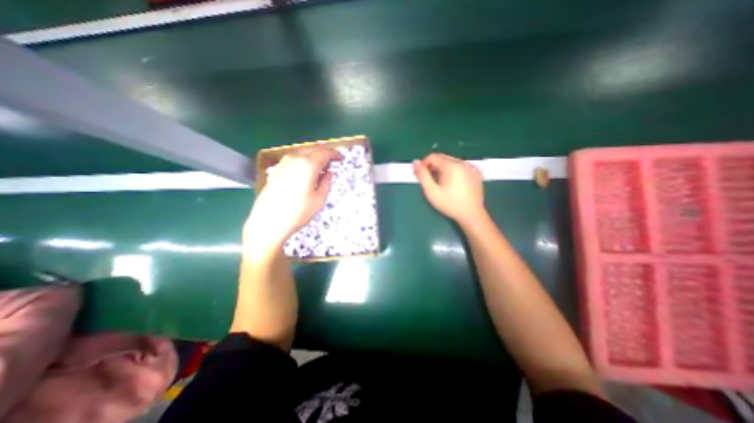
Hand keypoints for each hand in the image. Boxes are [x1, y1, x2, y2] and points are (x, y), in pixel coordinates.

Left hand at [244, 149, 341, 253]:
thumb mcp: (319, 199)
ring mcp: (283, 163)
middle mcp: (295, 159)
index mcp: (308, 165)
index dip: (334, 154)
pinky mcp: (277, 169)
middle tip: (332, 162)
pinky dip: (304, 161)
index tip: (341, 158)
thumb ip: (326, 182)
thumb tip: (328, 173)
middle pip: (313, 149)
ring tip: (320, 168)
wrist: (269, 221)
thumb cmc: (298, 212)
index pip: (324, 152)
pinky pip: (294, 159)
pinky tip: (306, 172)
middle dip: (324, 154)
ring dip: (313, 156)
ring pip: (302, 153)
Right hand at [415, 152, 485, 224]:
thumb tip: (415, 162)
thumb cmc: (450, 204)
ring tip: (442, 183)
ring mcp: (472, 167)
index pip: (433, 157)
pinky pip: (461, 166)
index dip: (424, 164)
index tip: (422, 175)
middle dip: (433, 166)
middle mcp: (463, 163)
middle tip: (431, 180)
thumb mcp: (432, 192)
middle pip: (443, 157)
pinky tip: (453, 184)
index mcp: (452, 166)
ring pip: (452, 161)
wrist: (472, 215)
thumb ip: (422, 175)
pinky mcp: (476, 172)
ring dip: (443, 168)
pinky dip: (454, 171)